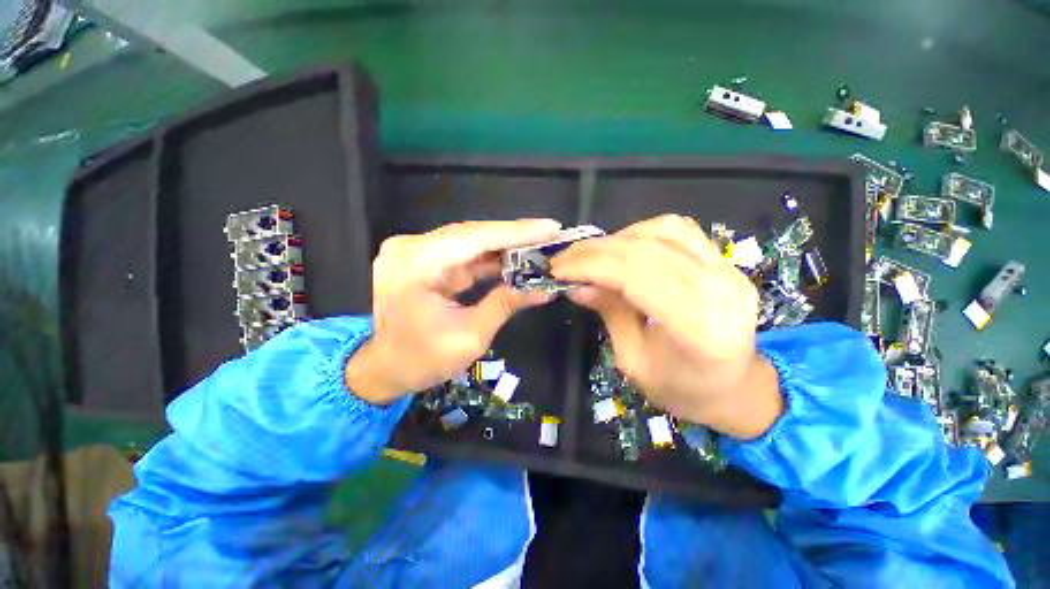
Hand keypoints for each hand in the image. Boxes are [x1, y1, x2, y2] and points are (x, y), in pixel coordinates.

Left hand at [345, 219, 561, 403]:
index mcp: (415, 263)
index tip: (550, 228)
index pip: (474, 238)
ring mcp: (417, 253)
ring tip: (540, 245)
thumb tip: (545, 289)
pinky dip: (491, 258)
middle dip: (515, 237)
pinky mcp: (426, 261)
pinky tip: (517, 258)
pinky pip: (465, 255)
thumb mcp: (470, 336)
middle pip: (473, 235)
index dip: (516, 232)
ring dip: (506, 246)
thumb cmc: (422, 360)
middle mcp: (412, 248)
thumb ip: (506, 304)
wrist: (385, 369)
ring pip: (471, 242)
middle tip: (551, 235)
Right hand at [551, 215, 781, 438]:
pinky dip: (643, 232)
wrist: (735, 387)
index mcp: (698, 328)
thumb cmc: (682, 388)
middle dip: (596, 250)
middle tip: (564, 258)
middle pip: (647, 250)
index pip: (637, 276)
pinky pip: (680, 230)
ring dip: (618, 238)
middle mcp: (721, 290)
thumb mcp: (633, 360)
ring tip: (592, 254)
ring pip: (665, 230)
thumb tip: (577, 284)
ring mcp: (728, 271)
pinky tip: (624, 247)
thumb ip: (609, 312)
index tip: (558, 269)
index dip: (591, 266)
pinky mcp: (725, 262)